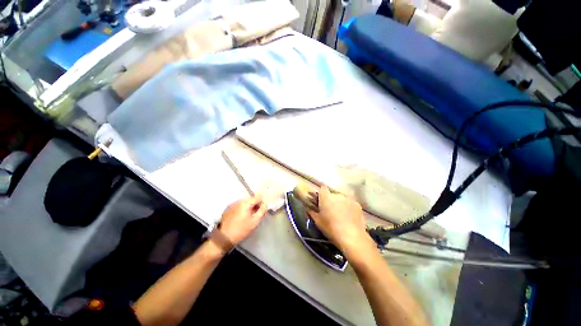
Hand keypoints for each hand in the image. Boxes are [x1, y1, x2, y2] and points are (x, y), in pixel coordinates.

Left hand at [219, 196, 266, 244]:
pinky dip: (242, 210)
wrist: (223, 238)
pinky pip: (239, 206)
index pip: (258, 197)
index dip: (262, 202)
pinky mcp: (228, 209)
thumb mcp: (255, 221)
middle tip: (256, 216)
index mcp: (246, 203)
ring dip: (249, 208)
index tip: (263, 210)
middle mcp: (239, 201)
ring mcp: (232, 204)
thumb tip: (265, 204)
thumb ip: (262, 211)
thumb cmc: (241, 230)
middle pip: (251, 199)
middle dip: (255, 206)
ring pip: (245, 203)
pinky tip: (241, 219)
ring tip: (248, 218)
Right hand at [308, 187, 370, 253]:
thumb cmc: (331, 229)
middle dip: (330, 200)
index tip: (320, 201)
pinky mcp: (357, 204)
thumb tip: (309, 209)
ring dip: (340, 203)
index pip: (322, 189)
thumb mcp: (318, 222)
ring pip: (341, 199)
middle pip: (332, 194)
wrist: (352, 237)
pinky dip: (348, 207)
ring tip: (340, 215)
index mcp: (326, 197)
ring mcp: (348, 199)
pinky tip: (349, 217)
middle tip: (330, 210)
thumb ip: (312, 213)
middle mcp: (337, 195)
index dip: (321, 194)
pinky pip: (350, 203)